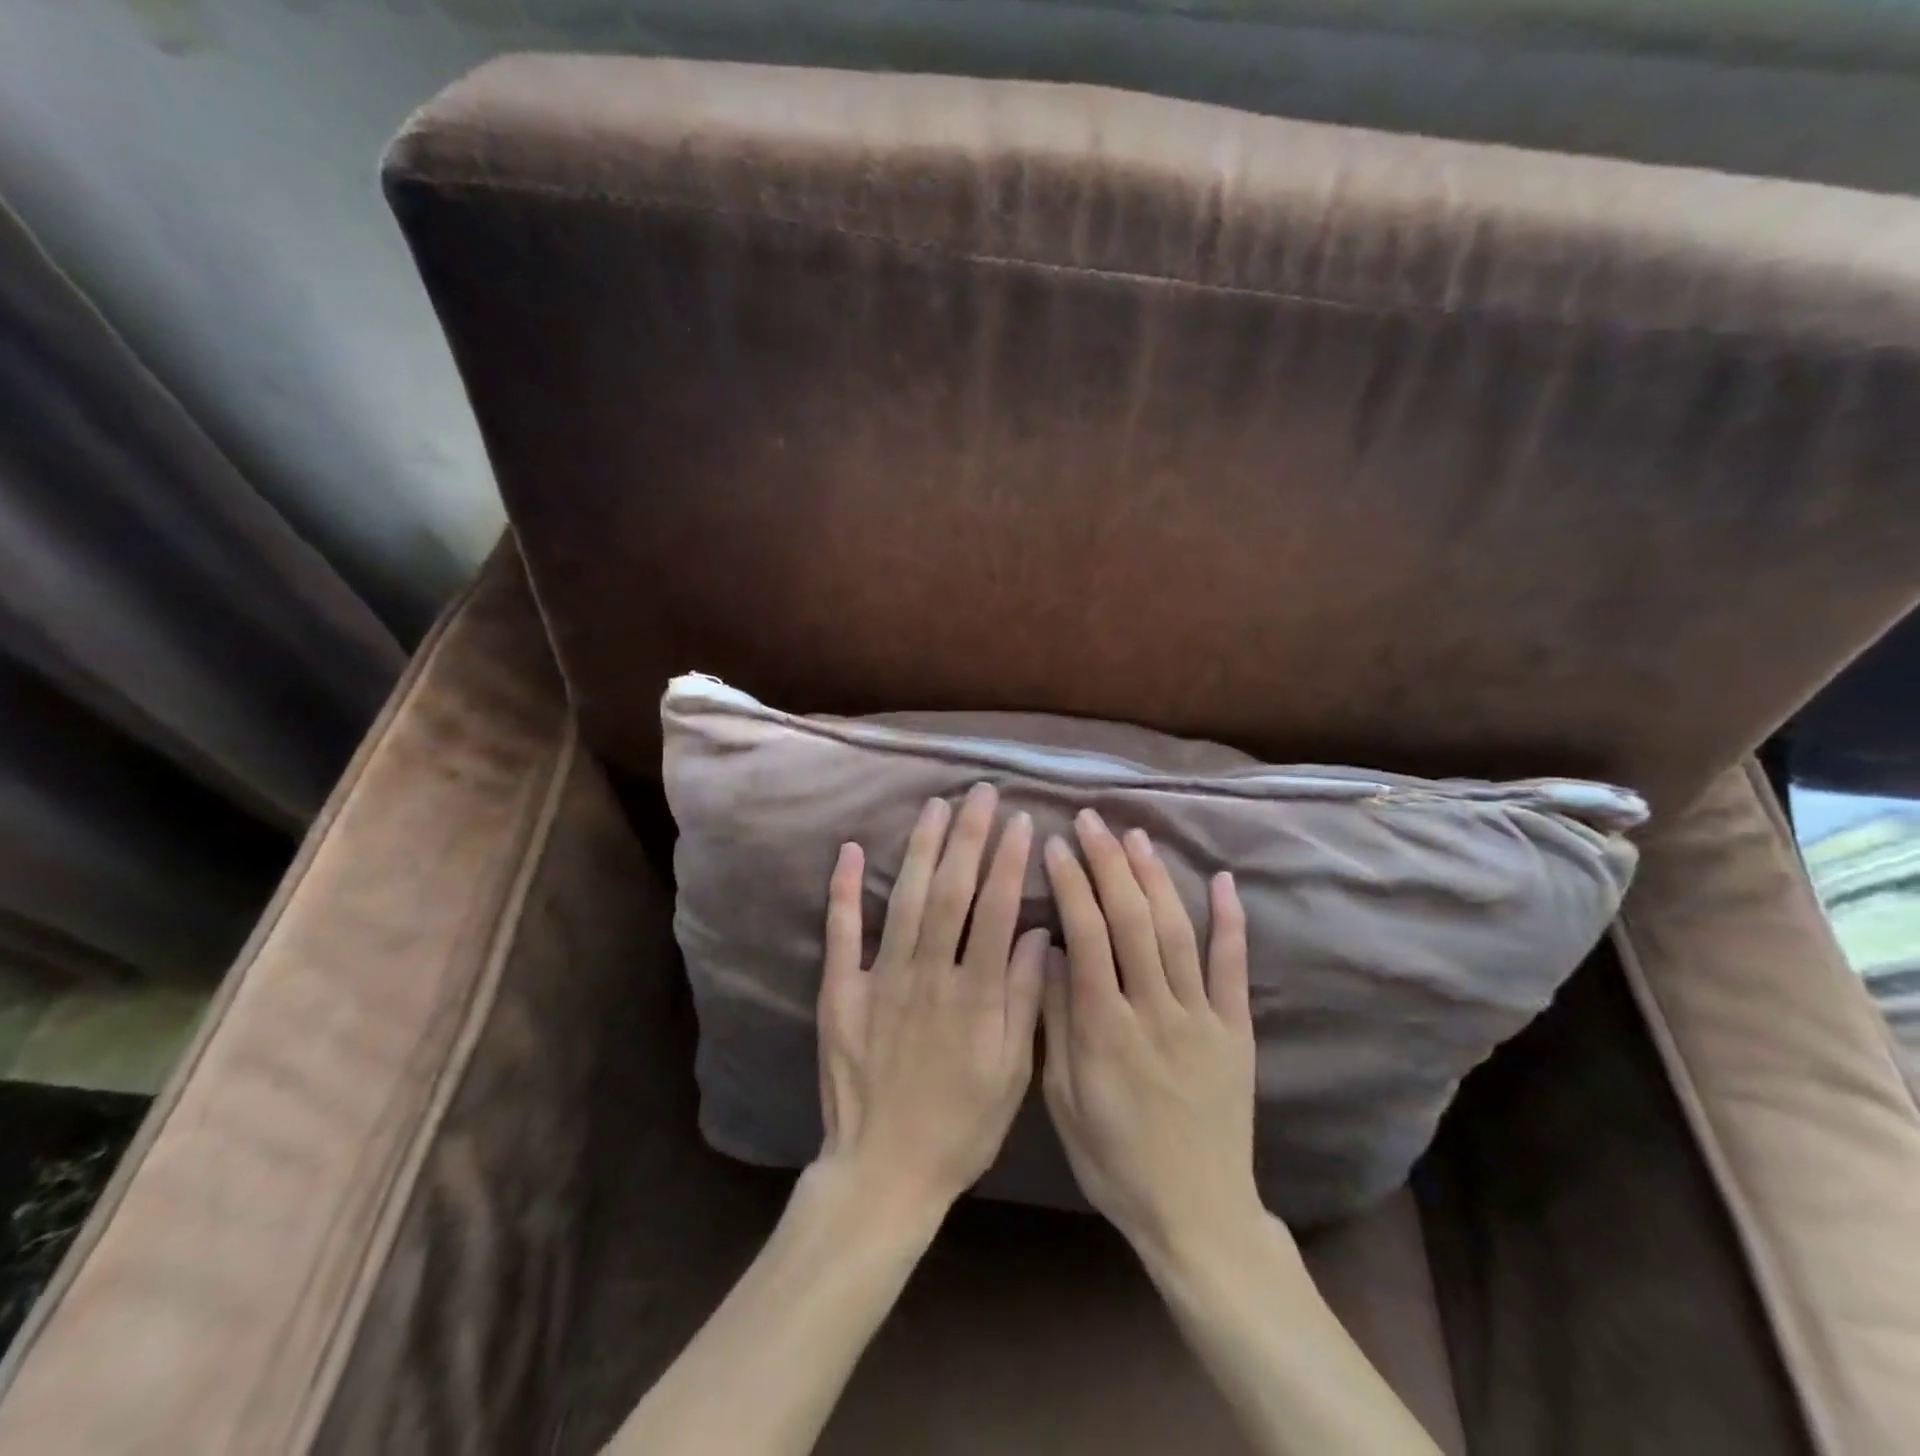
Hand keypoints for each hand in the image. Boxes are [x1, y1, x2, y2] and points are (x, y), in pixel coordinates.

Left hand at [813, 784, 1049, 1224]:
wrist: (884, 1171)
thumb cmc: (961, 1126)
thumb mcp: (1012, 1074)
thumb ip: (1025, 1000)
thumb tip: (1038, 933)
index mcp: (974, 994)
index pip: (995, 911)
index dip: (1008, 862)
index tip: (1020, 822)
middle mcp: (928, 975)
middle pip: (951, 892)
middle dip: (969, 837)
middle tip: (980, 793)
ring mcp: (880, 979)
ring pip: (906, 900)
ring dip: (921, 849)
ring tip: (936, 806)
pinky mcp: (840, 992)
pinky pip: (842, 933)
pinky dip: (846, 890)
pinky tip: (852, 850)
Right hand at [1041, 809, 1261, 1268]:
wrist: (1196, 1211)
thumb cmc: (1114, 1159)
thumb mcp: (1063, 1100)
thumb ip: (1055, 1021)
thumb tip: (1047, 950)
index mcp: (1104, 1027)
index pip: (1086, 935)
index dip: (1071, 883)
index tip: (1056, 844)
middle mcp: (1154, 1010)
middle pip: (1130, 919)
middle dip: (1108, 863)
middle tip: (1091, 820)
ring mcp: (1201, 1017)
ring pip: (1176, 931)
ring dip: (1154, 877)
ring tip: (1135, 836)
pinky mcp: (1236, 1029)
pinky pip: (1233, 967)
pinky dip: (1229, 920)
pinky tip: (1221, 879)